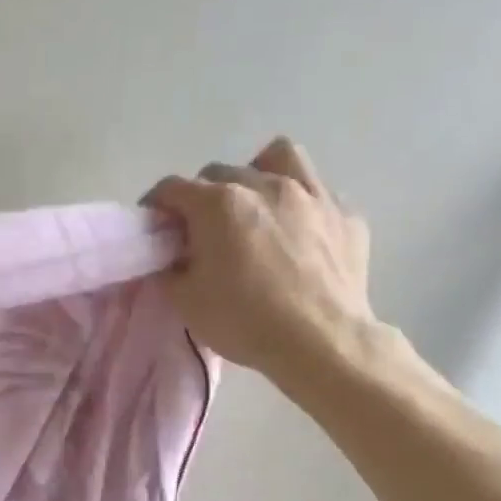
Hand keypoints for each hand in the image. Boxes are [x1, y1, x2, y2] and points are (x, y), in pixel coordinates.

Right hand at [145, 139, 375, 390]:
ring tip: (255, 207)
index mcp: (218, 204)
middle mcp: (264, 185)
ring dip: (257, 175)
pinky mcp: (346, 214)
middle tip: (202, 231)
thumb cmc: (244, 320)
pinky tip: (298, 234)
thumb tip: (171, 258)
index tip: (155, 227)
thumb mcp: (185, 302)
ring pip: (278, 158)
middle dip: (203, 196)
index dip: (156, 206)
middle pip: (220, 173)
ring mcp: (311, 194)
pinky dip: (300, 207)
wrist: (321, 342)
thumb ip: (169, 269)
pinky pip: (318, 194)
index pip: (172, 188)